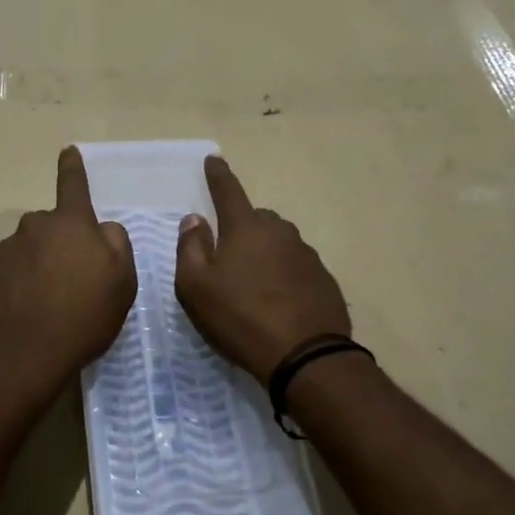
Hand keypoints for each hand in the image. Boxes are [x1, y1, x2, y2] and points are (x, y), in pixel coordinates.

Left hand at [0, 146, 136, 404]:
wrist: (24, 355)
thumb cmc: (83, 315)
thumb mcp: (122, 282)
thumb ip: (116, 244)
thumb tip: (102, 230)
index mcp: (69, 223)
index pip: (73, 185)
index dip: (74, 168)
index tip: (68, 151)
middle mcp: (34, 227)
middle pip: (54, 227)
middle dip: (64, 244)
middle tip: (77, 281)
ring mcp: (6, 251)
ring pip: (31, 250)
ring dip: (41, 266)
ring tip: (52, 304)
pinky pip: (12, 273)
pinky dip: (21, 286)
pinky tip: (30, 312)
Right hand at [176, 156, 350, 382]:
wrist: (305, 356)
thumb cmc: (240, 317)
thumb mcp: (195, 286)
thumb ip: (190, 247)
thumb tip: (194, 220)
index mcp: (246, 228)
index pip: (228, 191)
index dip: (218, 174)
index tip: (214, 158)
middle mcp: (279, 232)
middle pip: (256, 218)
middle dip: (241, 227)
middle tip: (228, 256)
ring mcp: (306, 254)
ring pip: (278, 242)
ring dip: (264, 253)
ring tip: (253, 284)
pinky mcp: (323, 279)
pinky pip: (296, 266)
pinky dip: (284, 274)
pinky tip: (278, 300)